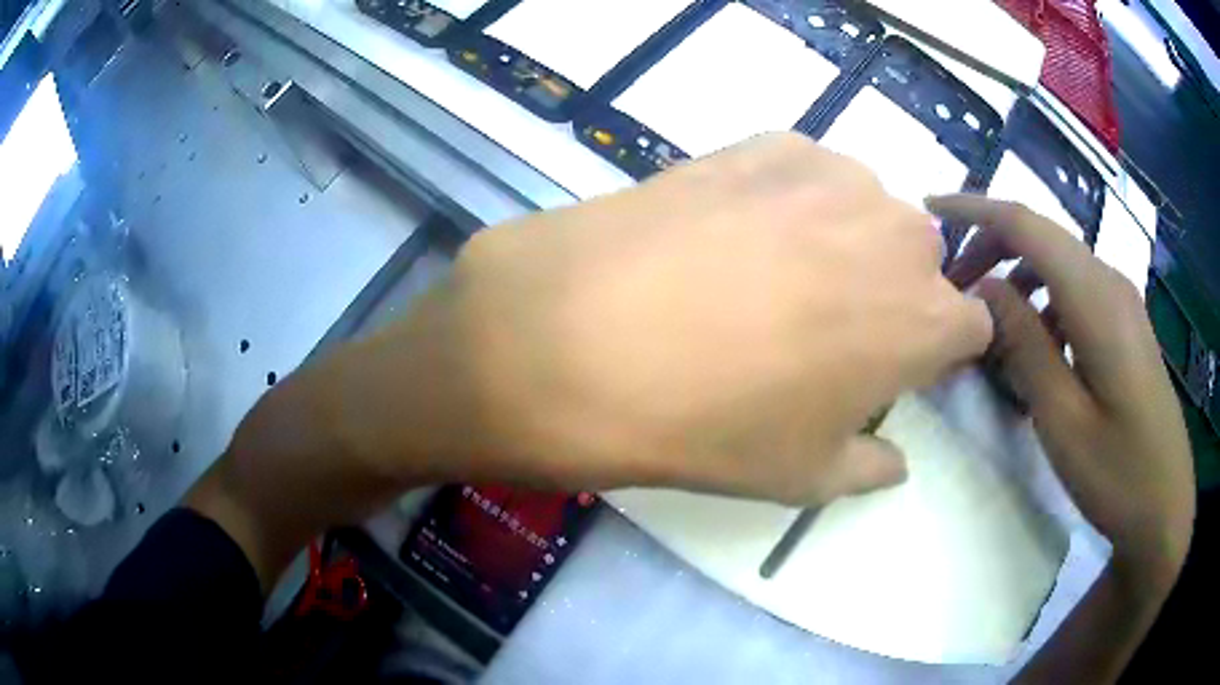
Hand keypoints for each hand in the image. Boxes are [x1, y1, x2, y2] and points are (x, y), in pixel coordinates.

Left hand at [336, 133, 991, 504]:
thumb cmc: (711, 426)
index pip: (971, 326)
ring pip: (866, 210)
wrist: (585, 341)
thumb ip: (869, 467)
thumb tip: (896, 463)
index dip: (937, 348)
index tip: (900, 364)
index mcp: (927, 320)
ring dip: (841, 237)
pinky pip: (804, 172)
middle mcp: (900, 235)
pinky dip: (788, 198)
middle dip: (891, 290)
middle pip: (920, 262)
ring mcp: (834, 175)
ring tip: (767, 272)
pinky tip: (732, 229)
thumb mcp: (803, 476)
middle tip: (824, 321)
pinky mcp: (767, 143)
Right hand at [928, 194, 1193, 682]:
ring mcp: (1121, 303)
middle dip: (991, 251)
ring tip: (992, 335)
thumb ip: (1024, 346)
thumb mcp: (1063, 419)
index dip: (974, 208)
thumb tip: (985, 290)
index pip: (1026, 224)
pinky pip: (1075, 295)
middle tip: (954, 294)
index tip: (928, 210)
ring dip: (1018, 284)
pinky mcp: (1125, 327)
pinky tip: (1037, 356)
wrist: (1164, 505)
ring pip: (1058, 267)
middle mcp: (1109, 282)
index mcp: (1096, 297)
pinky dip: (1044, 308)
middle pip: (1041, 239)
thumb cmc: (1117, 472)